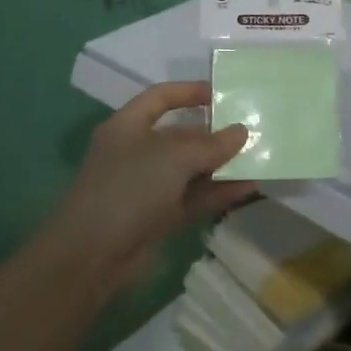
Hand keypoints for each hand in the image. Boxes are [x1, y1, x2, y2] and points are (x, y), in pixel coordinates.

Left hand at [50, 81, 255, 290]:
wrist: (91, 258)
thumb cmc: (128, 189)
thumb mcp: (172, 158)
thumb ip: (211, 144)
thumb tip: (241, 132)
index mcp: (128, 126)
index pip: (161, 97)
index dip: (190, 92)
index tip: (224, 94)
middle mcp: (137, 152)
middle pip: (181, 135)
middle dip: (215, 134)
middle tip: (252, 130)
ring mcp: (147, 187)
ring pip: (191, 169)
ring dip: (222, 165)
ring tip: (259, 159)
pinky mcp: (158, 218)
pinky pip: (193, 198)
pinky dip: (218, 193)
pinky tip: (248, 188)